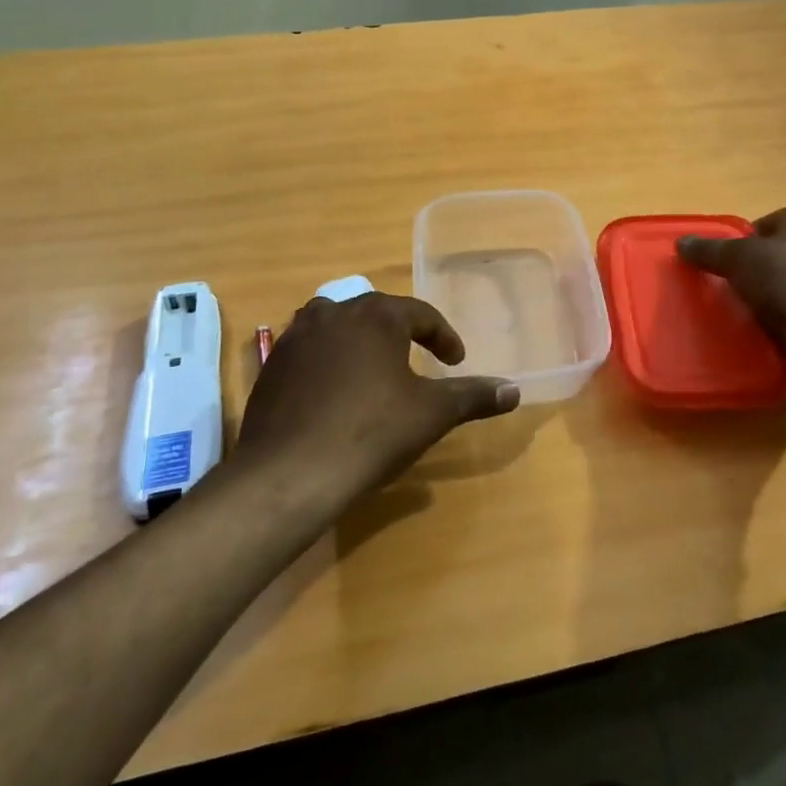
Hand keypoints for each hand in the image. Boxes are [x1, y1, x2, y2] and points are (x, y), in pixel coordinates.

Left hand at [235, 292, 518, 502]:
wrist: (289, 473)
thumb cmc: (371, 433)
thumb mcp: (431, 414)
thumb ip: (473, 396)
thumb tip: (514, 390)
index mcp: (376, 315)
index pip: (420, 314)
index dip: (443, 336)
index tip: (456, 360)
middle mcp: (334, 312)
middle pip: (376, 313)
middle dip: (401, 333)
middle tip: (418, 358)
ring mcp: (296, 337)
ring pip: (337, 326)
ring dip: (360, 341)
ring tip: (374, 368)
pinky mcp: (271, 365)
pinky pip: (309, 351)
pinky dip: (328, 362)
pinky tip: (334, 393)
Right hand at [677, 207, 785, 356]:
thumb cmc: (783, 276)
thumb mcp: (735, 259)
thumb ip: (709, 250)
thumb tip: (681, 242)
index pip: (770, 222)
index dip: (747, 239)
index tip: (730, 260)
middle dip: (764, 266)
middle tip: (739, 284)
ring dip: (781, 292)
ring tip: (755, 310)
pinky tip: (778, 328)